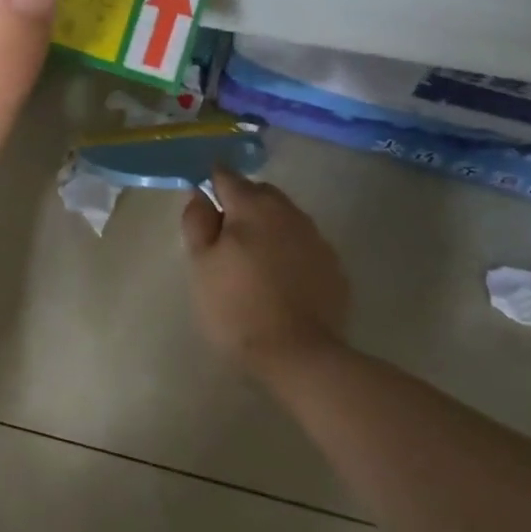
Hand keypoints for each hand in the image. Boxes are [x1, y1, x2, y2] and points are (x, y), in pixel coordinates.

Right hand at [181, 170, 349, 368]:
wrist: (299, 355)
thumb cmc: (237, 307)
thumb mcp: (201, 265)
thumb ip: (197, 222)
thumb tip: (199, 194)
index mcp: (252, 207)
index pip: (227, 176)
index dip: (211, 181)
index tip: (202, 198)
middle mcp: (288, 212)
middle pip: (260, 192)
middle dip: (241, 202)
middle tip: (224, 232)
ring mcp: (315, 237)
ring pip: (284, 216)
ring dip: (267, 224)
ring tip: (252, 256)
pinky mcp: (333, 264)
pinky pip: (303, 242)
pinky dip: (288, 248)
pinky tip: (279, 276)